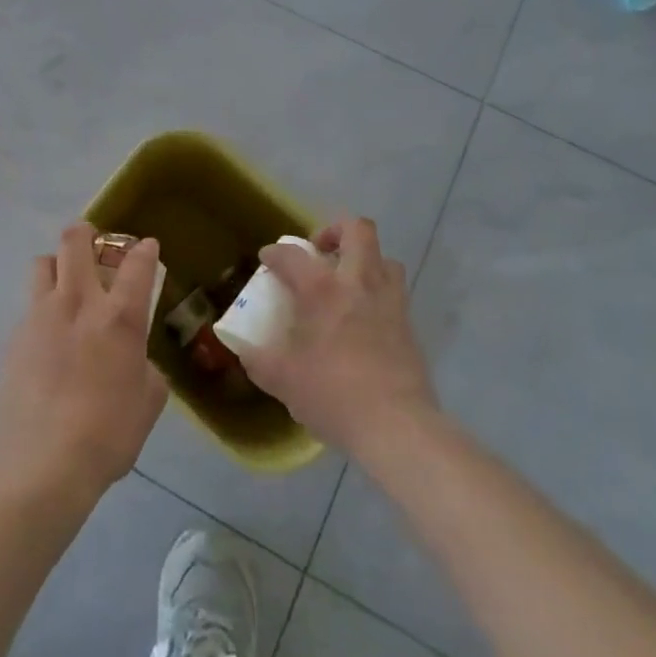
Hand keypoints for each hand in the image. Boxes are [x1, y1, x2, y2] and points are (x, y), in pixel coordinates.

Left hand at [0, 223, 167, 506]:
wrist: (41, 465)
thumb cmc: (108, 435)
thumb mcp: (147, 402)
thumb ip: (145, 367)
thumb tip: (134, 358)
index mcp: (119, 316)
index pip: (137, 263)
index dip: (145, 249)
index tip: (147, 248)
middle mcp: (78, 302)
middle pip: (76, 240)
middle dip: (87, 232)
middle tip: (95, 244)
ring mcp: (40, 316)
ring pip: (43, 262)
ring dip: (58, 264)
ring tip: (66, 285)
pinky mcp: (14, 337)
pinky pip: (29, 306)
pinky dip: (41, 309)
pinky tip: (47, 338)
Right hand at [236, 217, 438, 458]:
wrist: (397, 426)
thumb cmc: (333, 395)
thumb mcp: (283, 381)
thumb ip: (259, 361)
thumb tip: (246, 352)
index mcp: (322, 290)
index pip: (293, 254)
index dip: (275, 252)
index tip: (268, 259)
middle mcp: (358, 283)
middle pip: (357, 230)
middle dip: (335, 231)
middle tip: (319, 252)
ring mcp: (389, 302)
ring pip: (385, 258)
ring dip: (365, 260)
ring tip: (348, 281)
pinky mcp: (409, 325)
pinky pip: (395, 292)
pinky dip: (378, 293)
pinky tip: (366, 319)